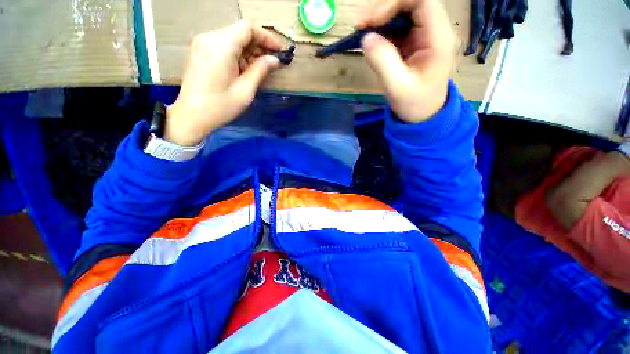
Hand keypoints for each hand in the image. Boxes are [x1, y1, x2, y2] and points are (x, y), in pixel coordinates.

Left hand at [165, 21, 283, 145]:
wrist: (192, 116)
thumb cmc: (221, 107)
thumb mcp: (245, 90)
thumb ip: (260, 70)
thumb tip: (275, 60)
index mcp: (221, 46)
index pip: (248, 28)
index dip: (266, 37)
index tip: (279, 52)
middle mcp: (210, 38)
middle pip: (240, 32)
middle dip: (259, 45)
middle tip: (271, 63)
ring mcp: (202, 43)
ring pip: (233, 38)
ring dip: (249, 51)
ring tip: (259, 70)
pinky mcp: (200, 51)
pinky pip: (224, 46)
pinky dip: (238, 54)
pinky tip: (244, 70)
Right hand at [358, 0, 454, 122]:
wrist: (423, 115)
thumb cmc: (414, 104)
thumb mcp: (397, 87)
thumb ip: (382, 62)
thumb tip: (366, 38)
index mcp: (438, 38)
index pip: (421, 0)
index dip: (394, 3)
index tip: (372, 21)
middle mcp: (434, 30)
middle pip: (411, 2)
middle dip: (384, 9)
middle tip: (362, 26)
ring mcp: (424, 35)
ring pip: (403, 12)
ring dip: (381, 19)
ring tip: (363, 33)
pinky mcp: (415, 42)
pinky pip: (398, 27)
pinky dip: (382, 30)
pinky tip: (372, 42)